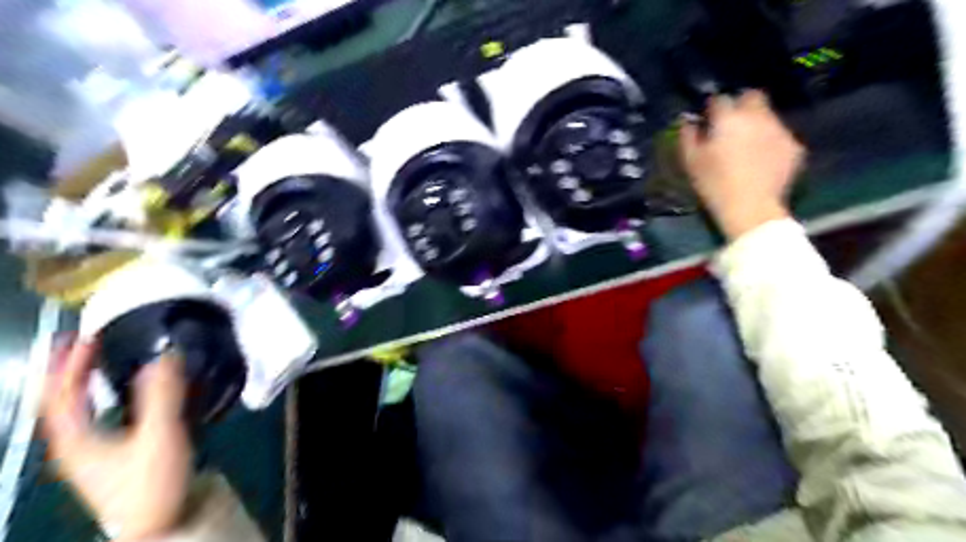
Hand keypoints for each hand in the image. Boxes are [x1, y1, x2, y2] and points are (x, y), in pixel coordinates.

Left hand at [42, 336, 191, 538]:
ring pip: (89, 409)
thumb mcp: (158, 436)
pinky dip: (119, 398)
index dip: (67, 365)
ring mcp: (103, 452)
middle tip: (91, 343)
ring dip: (96, 383)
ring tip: (113, 360)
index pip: (59, 396)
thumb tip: (165, 354)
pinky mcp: (127, 454)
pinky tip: (142, 392)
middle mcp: (81, 444)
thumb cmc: (153, 482)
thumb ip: (163, 395)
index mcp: (76, 440)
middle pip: (67, 402)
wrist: (167, 523)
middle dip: (74, 371)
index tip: (84, 336)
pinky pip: (114, 416)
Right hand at [678, 91, 809, 238]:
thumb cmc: (714, 184)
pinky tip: (762, 159)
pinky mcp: (793, 146)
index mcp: (729, 118)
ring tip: (747, 144)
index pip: (720, 99)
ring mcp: (779, 130)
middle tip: (731, 124)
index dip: (713, 107)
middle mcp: (757, 117)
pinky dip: (770, 142)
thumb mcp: (691, 162)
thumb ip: (688, 136)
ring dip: (756, 124)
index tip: (708, 118)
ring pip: (768, 116)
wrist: (750, 207)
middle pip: (752, 96)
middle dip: (741, 105)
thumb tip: (687, 121)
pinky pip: (779, 136)